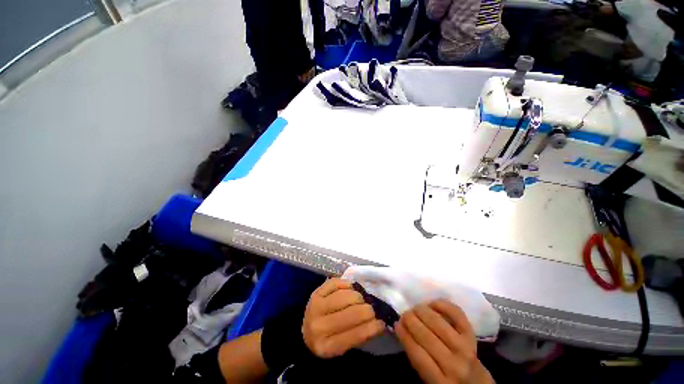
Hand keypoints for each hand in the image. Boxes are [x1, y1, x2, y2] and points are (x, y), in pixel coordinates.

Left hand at [302, 278, 384, 358]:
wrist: (302, 331)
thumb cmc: (325, 341)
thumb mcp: (340, 349)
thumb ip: (358, 336)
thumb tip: (379, 322)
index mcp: (327, 347)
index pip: (355, 335)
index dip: (372, 327)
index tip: (382, 322)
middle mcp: (319, 326)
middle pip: (352, 313)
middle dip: (368, 310)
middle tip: (373, 309)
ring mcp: (316, 306)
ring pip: (346, 296)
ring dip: (359, 297)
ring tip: (362, 300)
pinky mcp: (316, 292)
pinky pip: (336, 282)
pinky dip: (347, 284)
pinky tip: (352, 288)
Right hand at [396, 300, 492, 383]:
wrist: (477, 383)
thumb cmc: (447, 381)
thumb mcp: (429, 380)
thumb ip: (416, 357)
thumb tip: (400, 328)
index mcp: (441, 382)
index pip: (417, 353)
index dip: (404, 335)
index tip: (397, 324)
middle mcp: (455, 365)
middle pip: (426, 335)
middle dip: (410, 320)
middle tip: (404, 315)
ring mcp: (465, 347)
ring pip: (438, 322)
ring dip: (421, 310)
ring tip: (415, 309)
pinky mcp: (472, 334)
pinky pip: (456, 313)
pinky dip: (442, 304)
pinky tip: (432, 304)